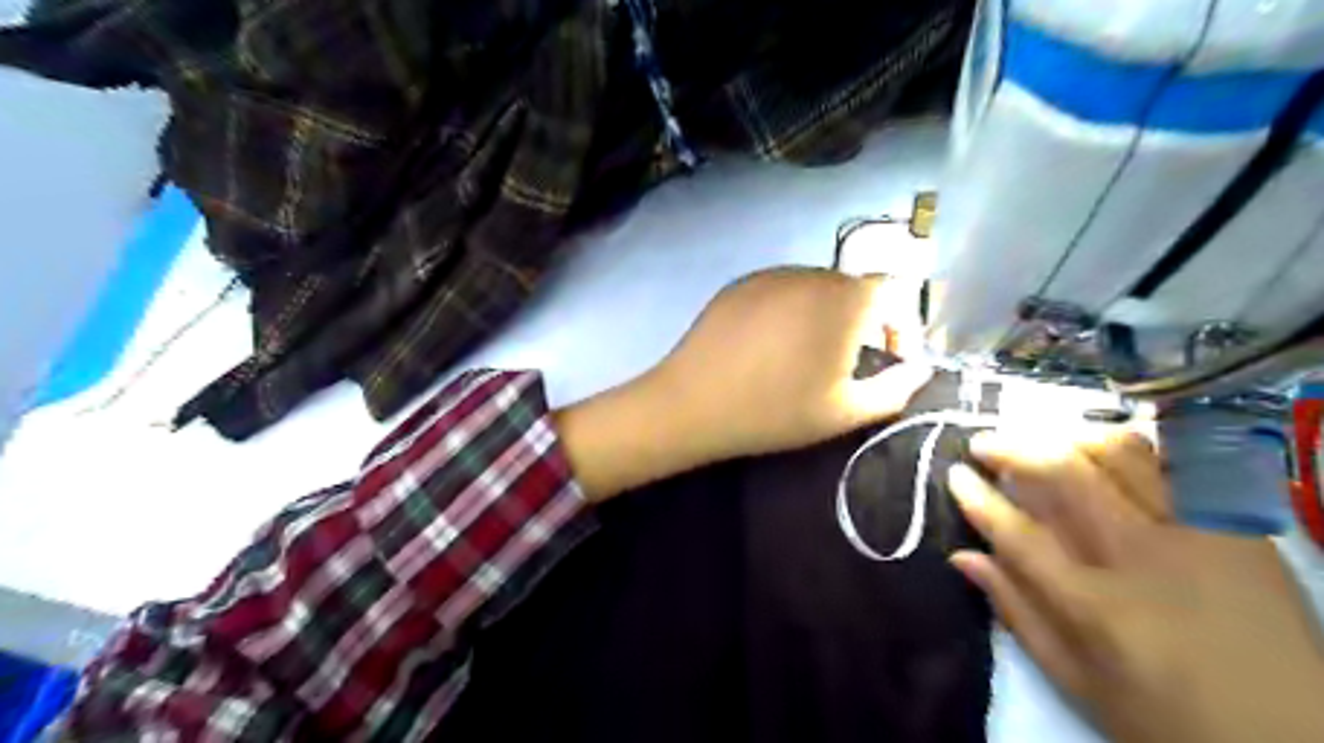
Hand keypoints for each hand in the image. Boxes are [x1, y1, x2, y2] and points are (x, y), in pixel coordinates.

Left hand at [650, 268, 929, 462]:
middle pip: (854, 288)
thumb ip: (895, 389)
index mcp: (846, 299)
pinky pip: (780, 291)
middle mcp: (812, 274)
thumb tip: (921, 369)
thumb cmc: (775, 411)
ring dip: (825, 315)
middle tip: (847, 362)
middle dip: (863, 321)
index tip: (887, 359)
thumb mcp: (845, 412)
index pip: (895, 291)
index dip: (901, 324)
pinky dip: (790, 311)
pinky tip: (769, 345)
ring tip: (806, 355)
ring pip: (815, 288)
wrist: (693, 403)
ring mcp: (771, 275)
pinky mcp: (740, 284)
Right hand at [947, 428, 1323, 742]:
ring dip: (1069, 439)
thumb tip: (964, 556)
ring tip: (1044, 444)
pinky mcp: (1240, 528)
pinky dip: (1135, 448)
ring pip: (1123, 454)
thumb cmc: (1170, 719)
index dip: (978, 497)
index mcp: (1098, 607)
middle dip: (1013, 448)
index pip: (1018, 532)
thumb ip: (1016, 613)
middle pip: (1066, 475)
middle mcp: (1146, 558)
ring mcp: (1200, 536)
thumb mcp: (1078, 682)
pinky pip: (1180, 463)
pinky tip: (1108, 452)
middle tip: (984, 444)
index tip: (955, 473)